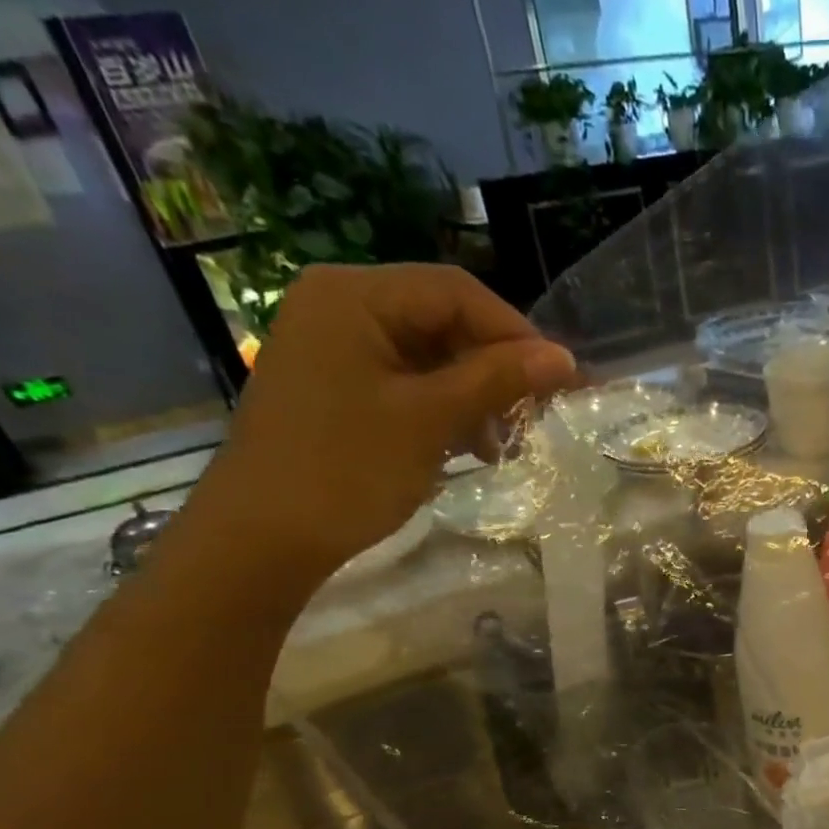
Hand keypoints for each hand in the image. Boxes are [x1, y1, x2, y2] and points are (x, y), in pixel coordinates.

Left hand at [181, 264, 575, 585]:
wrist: (264, 536)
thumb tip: (565, 359)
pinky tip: (473, 446)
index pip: (455, 292)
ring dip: (475, 393)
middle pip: (442, 319)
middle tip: (539, 412)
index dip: (516, 333)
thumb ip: (496, 380)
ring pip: (429, 355)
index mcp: (354, 295)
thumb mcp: (429, 420)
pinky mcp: (339, 387)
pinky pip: (407, 383)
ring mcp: (336, 348)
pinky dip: (445, 409)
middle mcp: (341, 306)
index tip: (563, 380)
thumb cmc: (346, 469)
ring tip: (508, 438)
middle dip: (496, 366)